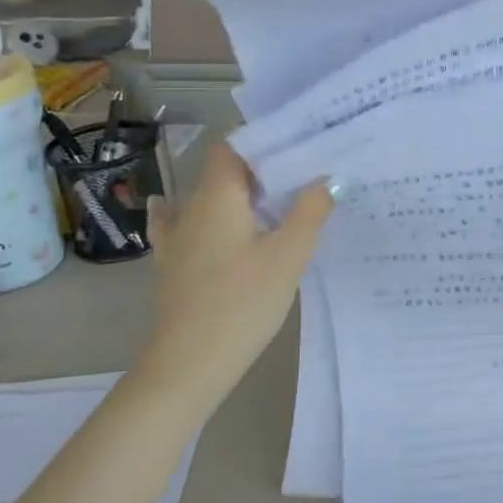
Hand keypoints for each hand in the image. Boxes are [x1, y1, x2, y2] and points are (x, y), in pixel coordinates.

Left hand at [141, 144, 336, 410]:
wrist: (189, 364)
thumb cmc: (242, 302)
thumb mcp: (289, 255)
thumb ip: (310, 211)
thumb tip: (329, 178)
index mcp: (218, 194)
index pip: (235, 144)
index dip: (265, 139)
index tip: (301, 144)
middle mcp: (192, 206)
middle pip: (225, 170)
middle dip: (263, 169)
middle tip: (306, 174)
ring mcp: (177, 236)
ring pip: (210, 199)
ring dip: (241, 196)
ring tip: (276, 201)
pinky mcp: (173, 264)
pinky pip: (190, 226)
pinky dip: (211, 220)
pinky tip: (210, 224)